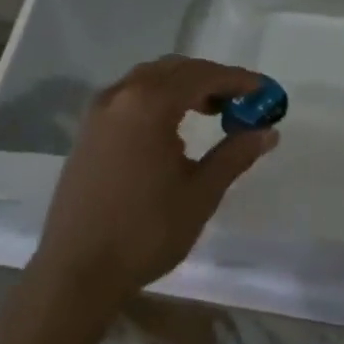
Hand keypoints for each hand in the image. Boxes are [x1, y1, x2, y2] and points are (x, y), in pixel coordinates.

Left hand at [31, 56, 278, 312]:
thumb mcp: (200, 193)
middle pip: (175, 69)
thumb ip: (235, 155)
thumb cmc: (144, 232)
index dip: (238, 80)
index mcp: (149, 104)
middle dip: (212, 79)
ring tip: (212, 110)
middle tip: (242, 101)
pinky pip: (130, 96)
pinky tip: (173, 127)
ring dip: (184, 86)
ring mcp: (99, 112)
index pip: (202, 76)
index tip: (265, 91)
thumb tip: (269, 132)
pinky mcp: (87, 131)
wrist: (75, 274)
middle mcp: (121, 96)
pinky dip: (159, 98)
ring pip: (150, 78)